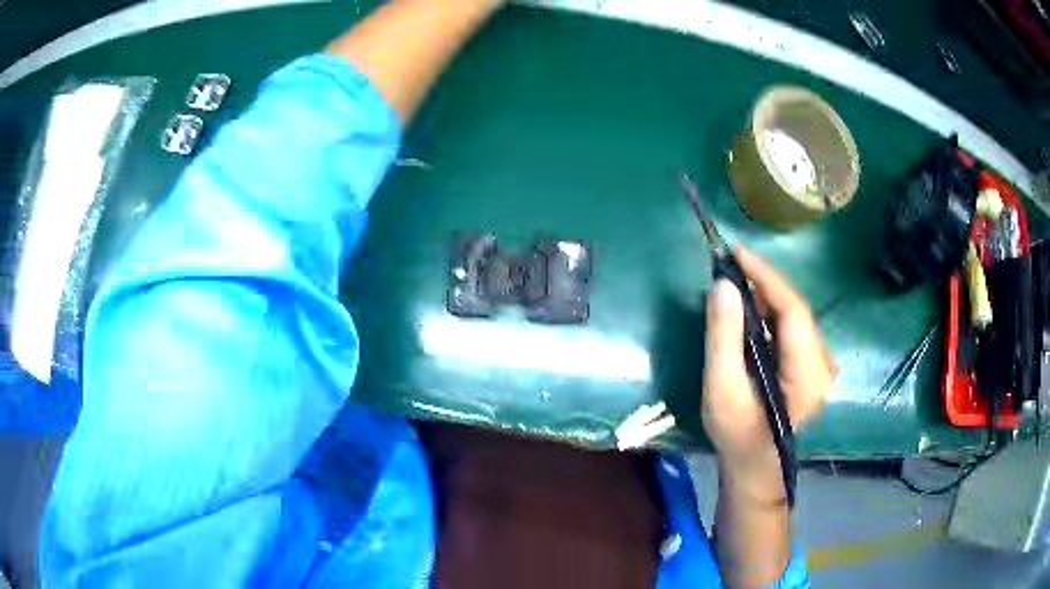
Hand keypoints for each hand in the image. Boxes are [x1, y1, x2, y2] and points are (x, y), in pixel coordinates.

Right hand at [702, 246, 832, 503]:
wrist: (754, 466)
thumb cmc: (737, 433)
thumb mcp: (722, 389)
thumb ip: (723, 337)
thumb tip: (723, 285)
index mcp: (809, 374)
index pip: (793, 311)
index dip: (766, 277)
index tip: (736, 252)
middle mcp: (824, 364)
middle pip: (796, 311)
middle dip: (764, 284)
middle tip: (729, 266)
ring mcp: (821, 365)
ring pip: (795, 317)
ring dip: (766, 297)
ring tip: (735, 283)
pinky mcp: (812, 366)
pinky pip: (793, 329)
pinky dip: (771, 313)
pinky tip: (749, 310)